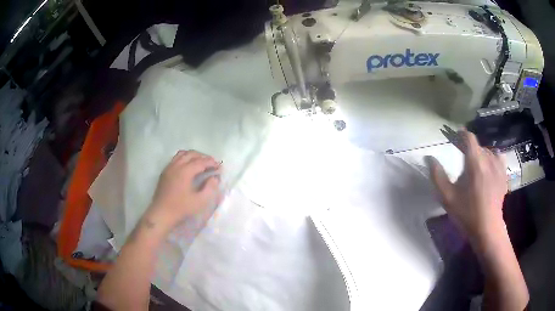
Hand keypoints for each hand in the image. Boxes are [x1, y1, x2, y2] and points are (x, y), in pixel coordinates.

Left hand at [147, 150, 221, 231]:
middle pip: (191, 154)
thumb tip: (214, 178)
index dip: (211, 162)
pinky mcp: (165, 172)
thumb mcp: (200, 201)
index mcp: (185, 171)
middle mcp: (176, 165)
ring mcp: (169, 167)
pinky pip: (176, 159)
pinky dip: (184, 158)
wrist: (161, 213)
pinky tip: (188, 167)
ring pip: (182, 154)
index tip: (219, 166)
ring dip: (193, 156)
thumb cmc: (181, 208)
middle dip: (203, 156)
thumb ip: (210, 188)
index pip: (201, 161)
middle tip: (212, 163)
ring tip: (200, 163)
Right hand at [427, 130, 507, 239]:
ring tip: (475, 165)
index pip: (469, 137)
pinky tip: (489, 166)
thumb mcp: (447, 197)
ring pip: (487, 151)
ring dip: (480, 154)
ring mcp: (498, 166)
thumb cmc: (466, 213)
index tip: (455, 136)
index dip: (461, 134)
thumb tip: (429, 157)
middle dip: (469, 148)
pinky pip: (498, 157)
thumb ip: (437, 175)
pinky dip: (492, 158)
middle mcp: (488, 159)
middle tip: (462, 158)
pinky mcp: (504, 174)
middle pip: (477, 145)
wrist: (487, 228)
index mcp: (474, 162)